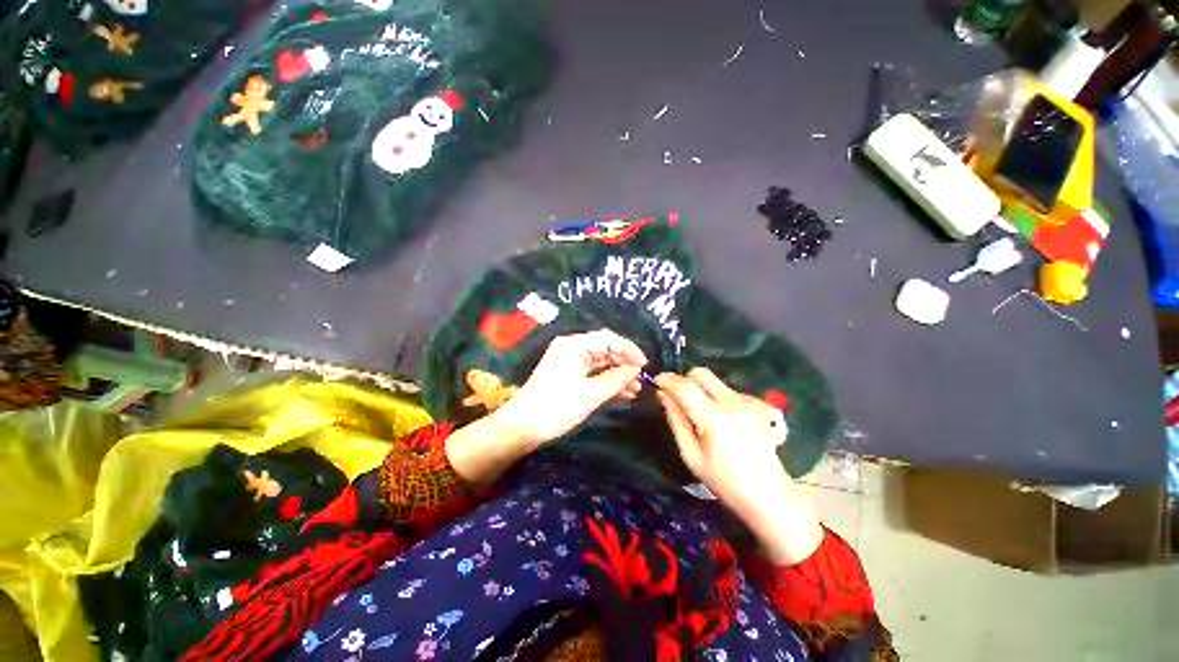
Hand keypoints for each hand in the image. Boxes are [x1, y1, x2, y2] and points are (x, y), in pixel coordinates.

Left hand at [448, 330, 646, 489]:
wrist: (522, 427)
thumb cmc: (556, 406)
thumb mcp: (590, 393)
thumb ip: (616, 379)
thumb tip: (635, 370)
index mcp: (574, 345)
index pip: (608, 339)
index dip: (629, 350)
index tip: (644, 365)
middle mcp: (571, 348)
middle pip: (605, 349)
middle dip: (624, 364)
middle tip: (640, 380)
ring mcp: (569, 361)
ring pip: (600, 362)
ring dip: (617, 374)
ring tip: (634, 390)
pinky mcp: (567, 375)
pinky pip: (592, 372)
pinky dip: (606, 381)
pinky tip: (621, 393)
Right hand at [656, 368, 822, 564]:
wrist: (769, 494)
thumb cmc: (725, 481)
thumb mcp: (691, 455)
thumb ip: (676, 420)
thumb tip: (663, 395)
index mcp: (714, 417)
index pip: (684, 387)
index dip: (667, 380)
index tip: (656, 381)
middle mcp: (732, 402)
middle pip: (701, 373)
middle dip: (684, 379)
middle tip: (676, 396)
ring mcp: (748, 401)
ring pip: (714, 381)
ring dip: (701, 389)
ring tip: (700, 414)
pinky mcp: (757, 404)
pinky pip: (728, 391)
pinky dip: (716, 398)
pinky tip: (721, 420)